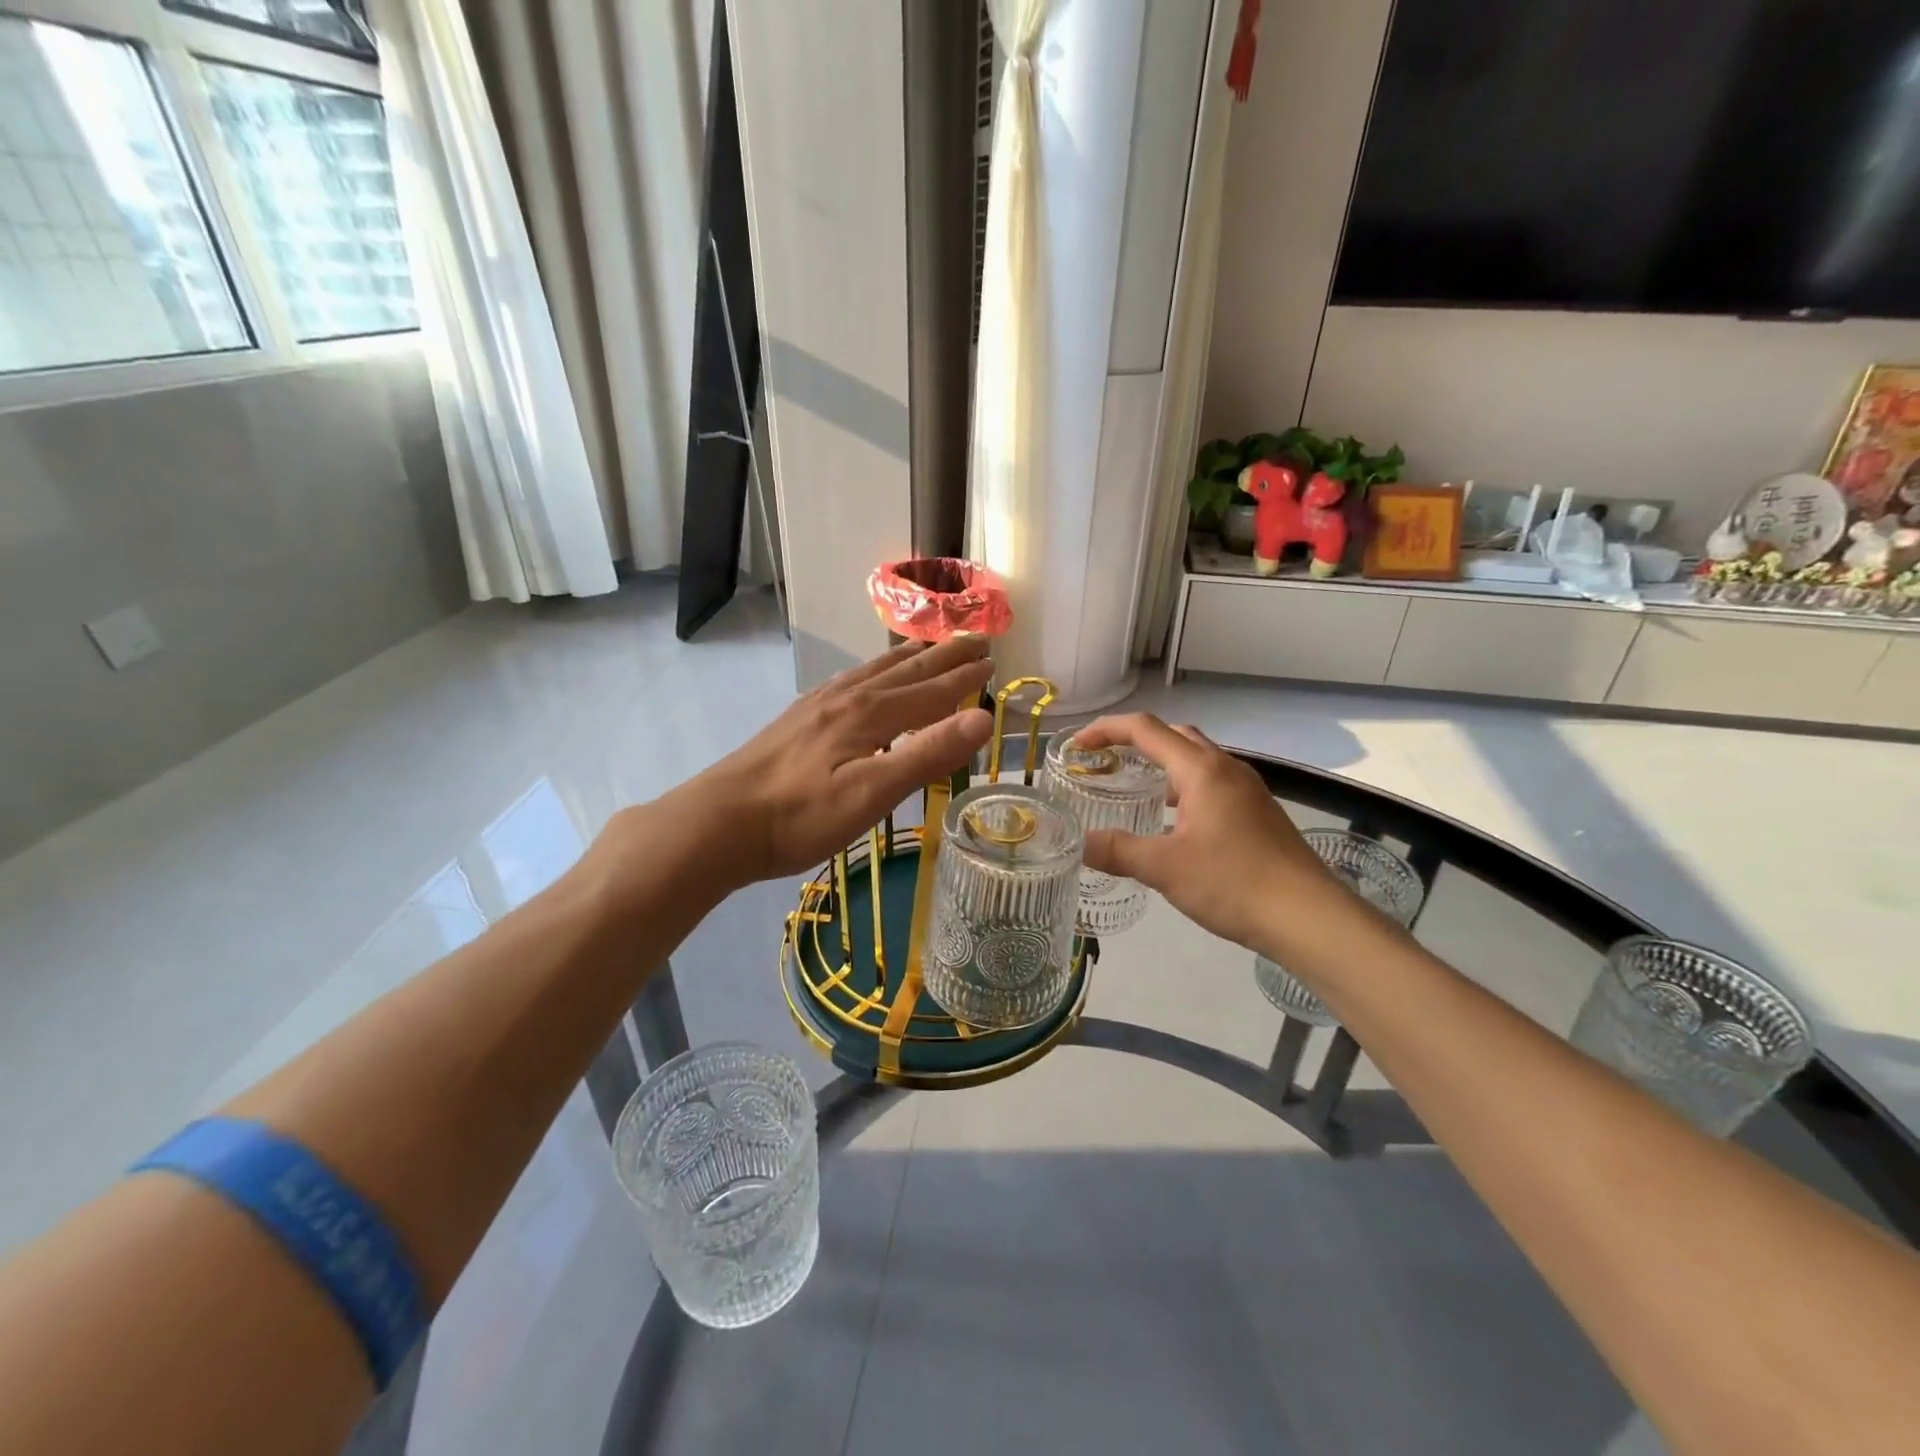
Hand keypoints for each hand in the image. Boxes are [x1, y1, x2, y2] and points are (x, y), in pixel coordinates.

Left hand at [669, 637, 994, 883]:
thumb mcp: (873, 793)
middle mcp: (848, 699)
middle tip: (973, 640)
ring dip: (907, 657)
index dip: (964, 679)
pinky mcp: (798, 719)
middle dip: (943, 657)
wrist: (721, 822)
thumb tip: (983, 718)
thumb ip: (927, 754)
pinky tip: (862, 678)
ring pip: (874, 671)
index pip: (931, 692)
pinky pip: (847, 681)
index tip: (993, 661)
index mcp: (871, 714)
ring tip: (927, 646)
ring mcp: (818, 706)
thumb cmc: (802, 816)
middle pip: (905, 671)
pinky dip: (870, 671)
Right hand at [1075, 714, 1340, 952]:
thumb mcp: (1165, 868)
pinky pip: (1211, 783)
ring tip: (1132, 787)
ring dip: (1161, 763)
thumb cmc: (1234, 883)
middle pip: (1174, 735)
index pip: (1145, 729)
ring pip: (1196, 759)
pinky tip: (1173, 822)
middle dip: (1134, 740)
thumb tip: (1080, 844)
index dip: (1106, 730)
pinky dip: (1183, 787)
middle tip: (1104, 762)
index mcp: (1201, 769)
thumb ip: (1118, 851)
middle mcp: (1226, 768)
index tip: (1076, 746)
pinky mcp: (1258, 813)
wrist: (1309, 917)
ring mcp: (1247, 790)